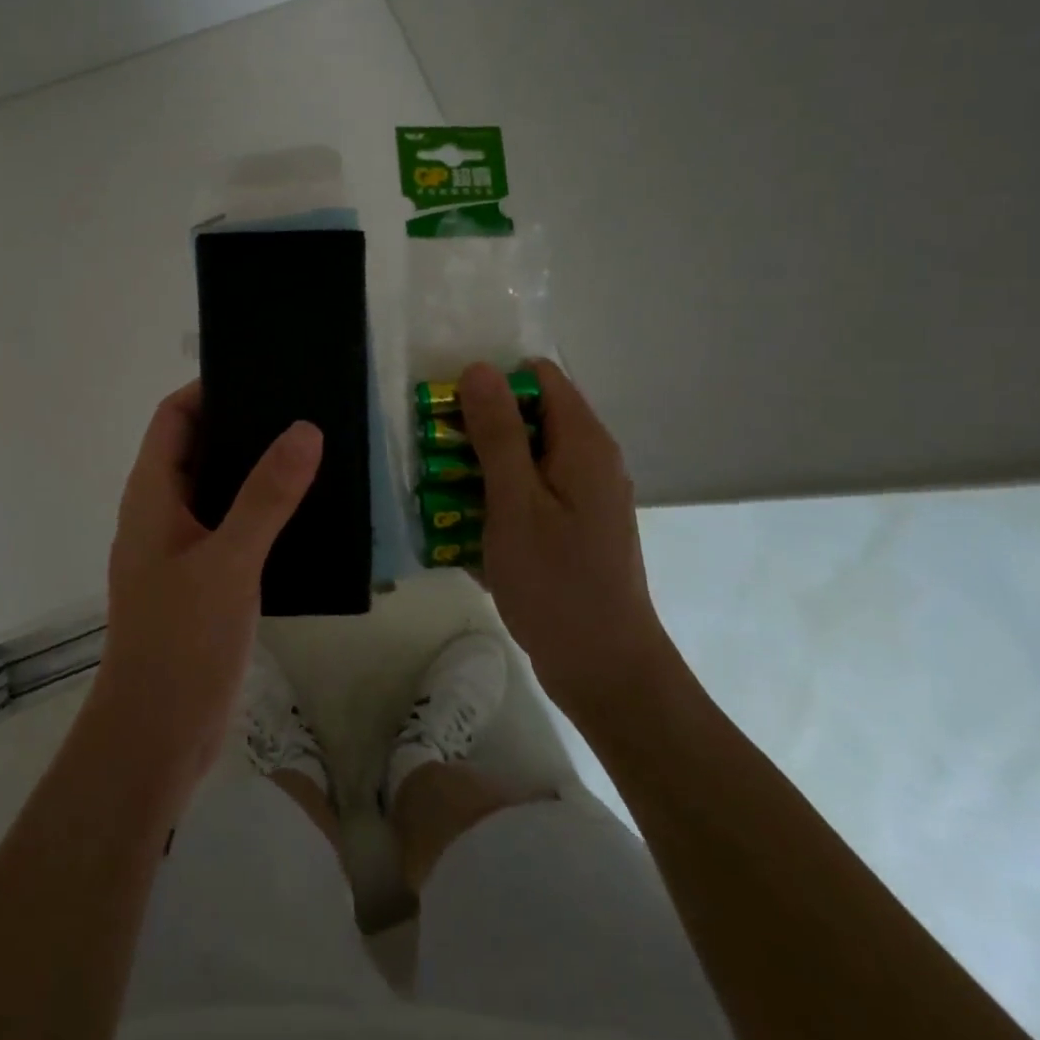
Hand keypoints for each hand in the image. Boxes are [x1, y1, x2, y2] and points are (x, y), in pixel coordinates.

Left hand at [88, 381, 321, 795]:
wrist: (157, 737)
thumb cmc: (182, 641)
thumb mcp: (230, 561)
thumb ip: (266, 495)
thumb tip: (304, 428)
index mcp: (152, 494)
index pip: (174, 417)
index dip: (210, 389)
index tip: (263, 375)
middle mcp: (160, 512)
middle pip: (198, 448)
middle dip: (243, 426)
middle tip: (302, 409)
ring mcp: (179, 548)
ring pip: (217, 489)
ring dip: (256, 471)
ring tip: (313, 452)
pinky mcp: (200, 580)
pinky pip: (230, 527)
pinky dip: (260, 512)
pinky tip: (303, 515)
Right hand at [458, 359, 673, 719]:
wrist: (604, 671)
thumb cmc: (556, 583)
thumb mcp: (515, 502)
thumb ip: (497, 432)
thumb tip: (479, 368)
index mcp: (583, 444)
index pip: (538, 378)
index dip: (492, 385)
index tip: (450, 412)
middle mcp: (588, 461)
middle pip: (528, 418)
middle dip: (477, 431)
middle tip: (435, 458)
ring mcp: (581, 498)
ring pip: (522, 459)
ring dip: (479, 470)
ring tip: (439, 496)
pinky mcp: (570, 529)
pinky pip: (526, 496)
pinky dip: (495, 502)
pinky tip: (463, 531)